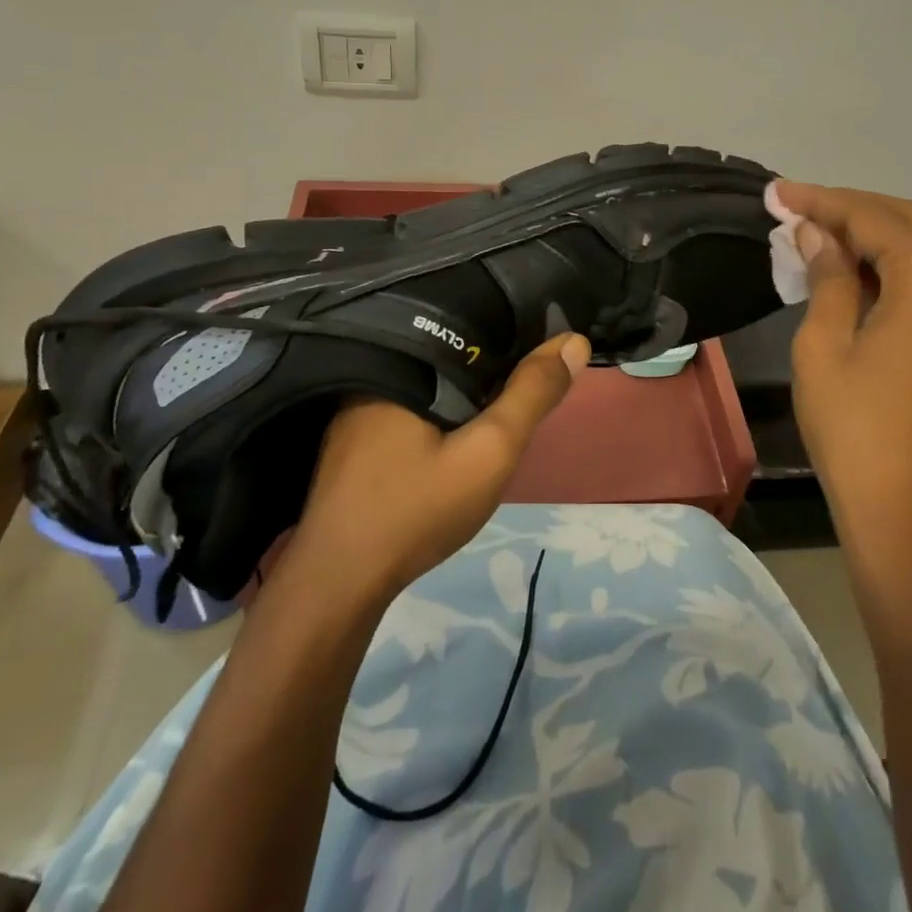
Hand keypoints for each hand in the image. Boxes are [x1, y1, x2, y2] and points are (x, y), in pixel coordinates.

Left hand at [262, 332, 589, 610]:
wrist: (338, 586)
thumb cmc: (416, 510)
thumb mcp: (489, 450)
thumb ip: (531, 396)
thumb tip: (573, 341)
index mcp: (402, 364)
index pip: (469, 325)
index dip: (510, 328)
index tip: (544, 338)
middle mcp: (374, 374)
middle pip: (448, 352)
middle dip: (489, 358)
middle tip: (530, 371)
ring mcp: (357, 409)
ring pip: (429, 380)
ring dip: (464, 385)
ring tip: (503, 390)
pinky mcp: (354, 439)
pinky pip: (410, 404)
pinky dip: (439, 407)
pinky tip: (455, 426)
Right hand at [774, 183, 911, 551]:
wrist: (903, 509)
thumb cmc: (854, 427)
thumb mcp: (825, 342)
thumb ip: (826, 274)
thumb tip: (815, 231)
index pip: (874, 218)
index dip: (823, 201)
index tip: (777, 192)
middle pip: (906, 221)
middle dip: (848, 208)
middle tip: (793, 207)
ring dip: (869, 233)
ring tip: (813, 231)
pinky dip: (890, 263)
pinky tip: (849, 267)